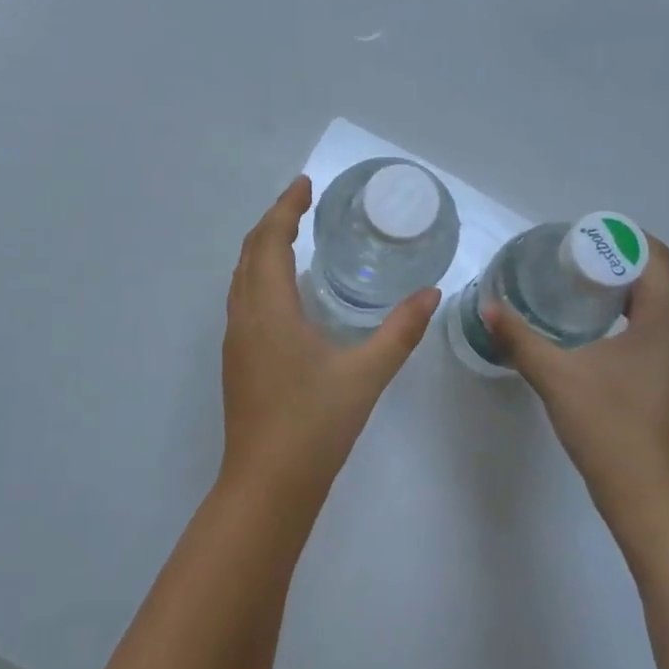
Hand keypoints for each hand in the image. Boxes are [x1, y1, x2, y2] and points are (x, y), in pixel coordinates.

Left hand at [221, 176, 439, 506]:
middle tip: (302, 201)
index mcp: (270, 310)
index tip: (304, 184)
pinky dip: (260, 275)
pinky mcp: (238, 361)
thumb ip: (400, 331)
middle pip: (250, 252)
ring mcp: (236, 341)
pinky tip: (284, 290)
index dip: (286, 208)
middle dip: (273, 221)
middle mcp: (245, 317)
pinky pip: (243, 299)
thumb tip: (431, 293)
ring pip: (241, 277)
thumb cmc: (315, 424)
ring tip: (292, 235)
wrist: (267, 485)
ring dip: (262, 248)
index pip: (270, 241)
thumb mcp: (366, 374)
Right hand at [485, 235, 668, 527]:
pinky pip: (653, 337)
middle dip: (615, 265)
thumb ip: (520, 339)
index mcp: (665, 323)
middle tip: (569, 263)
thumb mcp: (557, 377)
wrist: (651, 499)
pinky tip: (590, 340)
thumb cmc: (609, 427)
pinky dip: (626, 324)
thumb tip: (488, 308)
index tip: (582, 238)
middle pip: (656, 281)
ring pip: (656, 312)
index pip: (656, 258)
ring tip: (575, 294)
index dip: (622, 239)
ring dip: (620, 296)